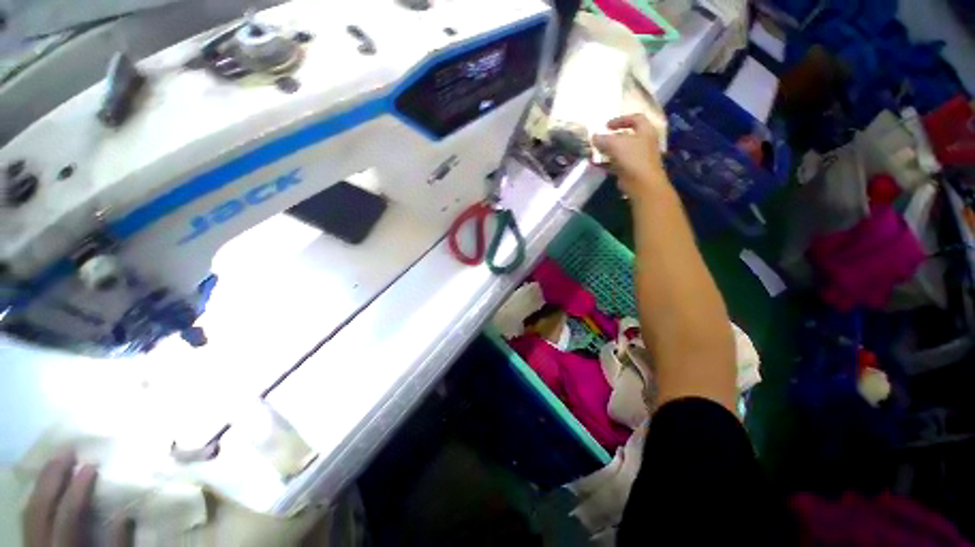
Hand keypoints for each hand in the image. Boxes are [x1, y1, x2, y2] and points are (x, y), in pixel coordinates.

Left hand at [24, 451, 133, 546]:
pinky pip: (28, 514)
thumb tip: (124, 515)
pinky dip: (36, 494)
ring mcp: (32, 543)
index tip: (91, 466)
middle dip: (53, 476)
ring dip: (42, 481)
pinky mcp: (30, 541)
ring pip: (30, 508)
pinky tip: (46, 482)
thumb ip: (117, 545)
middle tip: (69, 451)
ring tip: (57, 460)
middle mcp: (42, 544)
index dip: (78, 489)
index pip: (67, 515)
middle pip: (40, 506)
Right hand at [592, 114, 667, 197]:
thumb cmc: (632, 158)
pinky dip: (609, 162)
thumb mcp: (616, 144)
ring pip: (622, 150)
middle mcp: (645, 142)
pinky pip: (619, 163)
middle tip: (601, 139)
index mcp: (646, 131)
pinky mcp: (633, 170)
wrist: (641, 183)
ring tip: (597, 152)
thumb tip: (594, 137)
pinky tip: (599, 164)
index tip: (607, 125)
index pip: (635, 118)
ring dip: (609, 151)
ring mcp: (639, 157)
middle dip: (613, 137)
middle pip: (628, 135)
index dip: (621, 119)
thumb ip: (604, 139)